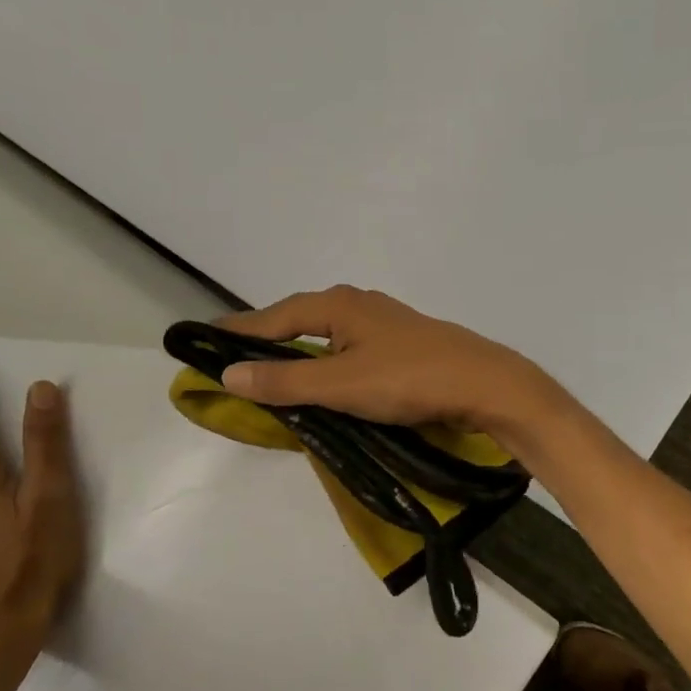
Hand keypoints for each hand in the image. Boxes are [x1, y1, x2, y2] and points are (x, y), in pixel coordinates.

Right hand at [215, 286, 567, 442]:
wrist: (486, 385)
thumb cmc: (409, 379)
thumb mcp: (340, 385)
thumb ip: (285, 380)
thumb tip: (229, 372)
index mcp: (338, 305)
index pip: (275, 315)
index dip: (239, 329)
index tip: (205, 338)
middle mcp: (358, 304)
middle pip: (300, 318)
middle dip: (268, 336)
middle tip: (236, 357)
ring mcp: (384, 322)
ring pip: (327, 334)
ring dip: (299, 350)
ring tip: (274, 370)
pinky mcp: (403, 343)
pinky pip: (348, 347)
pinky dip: (327, 361)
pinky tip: (327, 378)